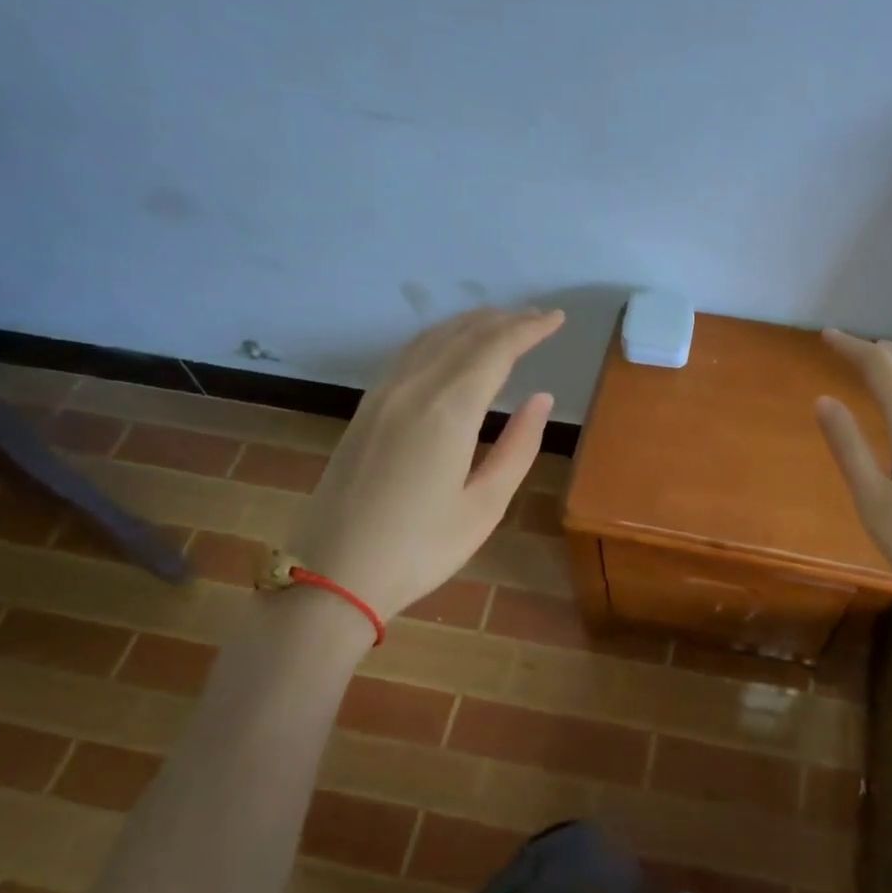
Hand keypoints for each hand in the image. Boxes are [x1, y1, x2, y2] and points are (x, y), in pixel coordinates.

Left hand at [286, 307, 563, 619]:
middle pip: (464, 336)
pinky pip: (408, 354)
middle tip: (538, 317)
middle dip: (505, 321)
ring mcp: (382, 396)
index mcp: (448, 411)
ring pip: (431, 339)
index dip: (529, 329)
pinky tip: (450, 347)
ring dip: (471, 324)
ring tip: (501, 323)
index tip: (556, 318)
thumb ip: (519, 446)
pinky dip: (439, 338)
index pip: (495, 350)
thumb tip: (542, 398)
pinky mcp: (365, 410)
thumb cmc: (421, 548)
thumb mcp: (485, 505)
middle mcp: (413, 389)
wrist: (335, 574)